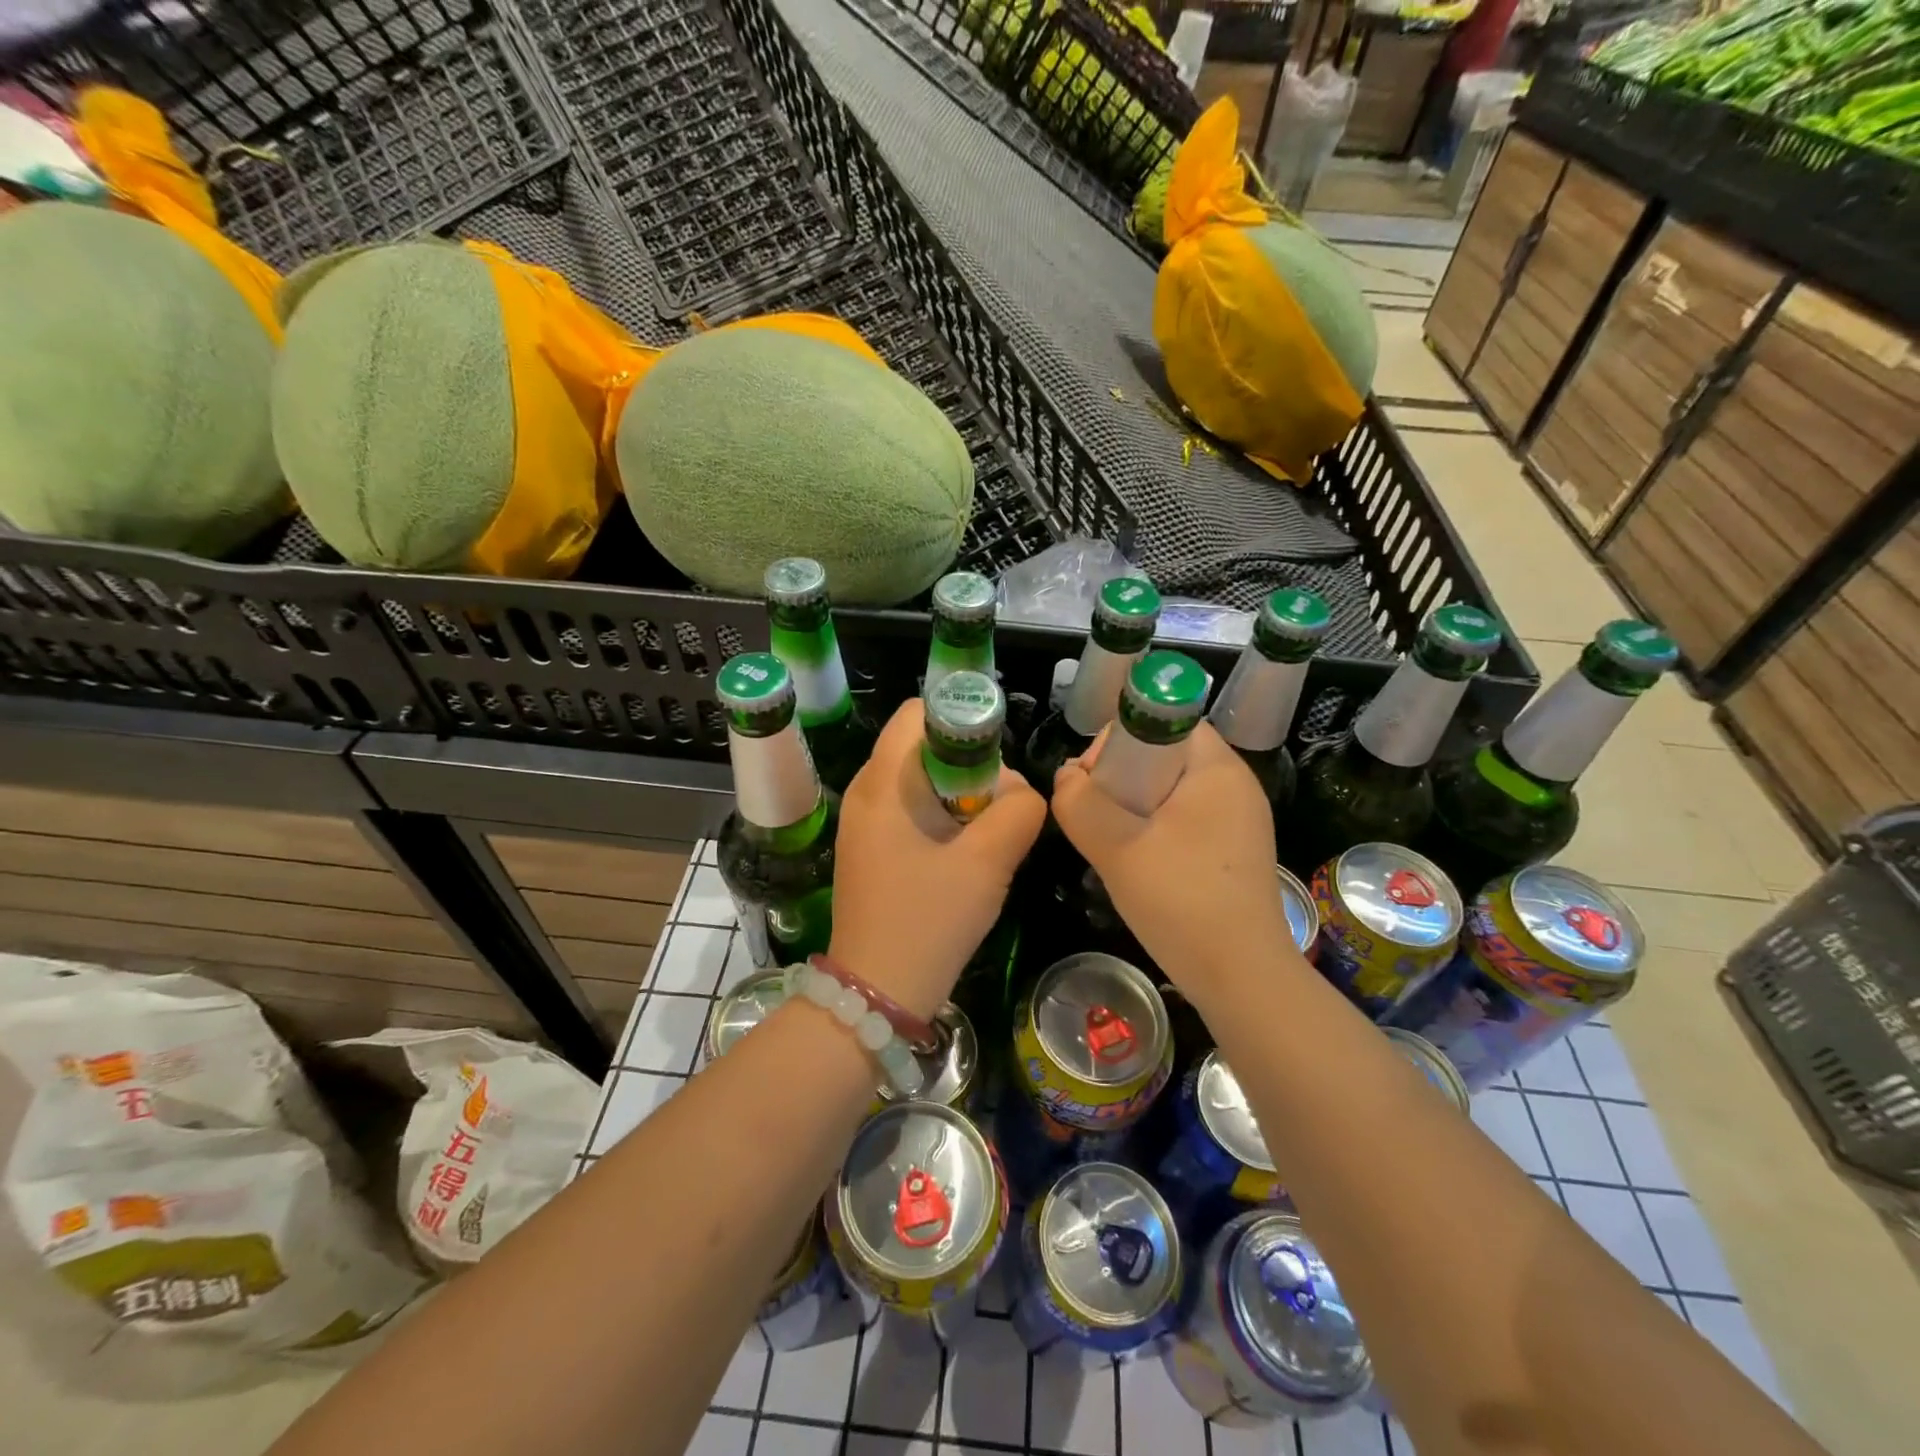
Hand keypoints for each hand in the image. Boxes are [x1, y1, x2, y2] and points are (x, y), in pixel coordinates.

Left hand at [830, 701, 1046, 1019]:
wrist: (876, 994)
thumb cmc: (929, 921)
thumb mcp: (988, 862)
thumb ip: (1019, 811)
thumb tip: (1021, 791)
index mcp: (883, 782)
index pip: (918, 712)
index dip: (962, 720)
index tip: (996, 760)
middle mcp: (866, 792)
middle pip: (923, 745)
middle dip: (968, 765)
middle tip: (997, 807)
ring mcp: (863, 823)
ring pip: (921, 780)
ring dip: (959, 796)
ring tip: (985, 835)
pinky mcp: (870, 849)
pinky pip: (911, 810)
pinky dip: (942, 818)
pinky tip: (963, 856)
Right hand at [1051, 722, 1294, 998]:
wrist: (1242, 979)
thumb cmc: (1182, 901)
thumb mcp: (1116, 848)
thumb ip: (1079, 803)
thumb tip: (1066, 777)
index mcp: (1218, 769)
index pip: (1167, 721)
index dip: (1122, 738)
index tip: (1094, 778)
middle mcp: (1235, 787)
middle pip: (1166, 755)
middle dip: (1121, 777)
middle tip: (1094, 814)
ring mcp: (1239, 822)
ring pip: (1171, 792)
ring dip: (1133, 807)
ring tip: (1109, 841)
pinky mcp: (1234, 853)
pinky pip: (1184, 821)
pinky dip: (1154, 831)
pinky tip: (1136, 864)